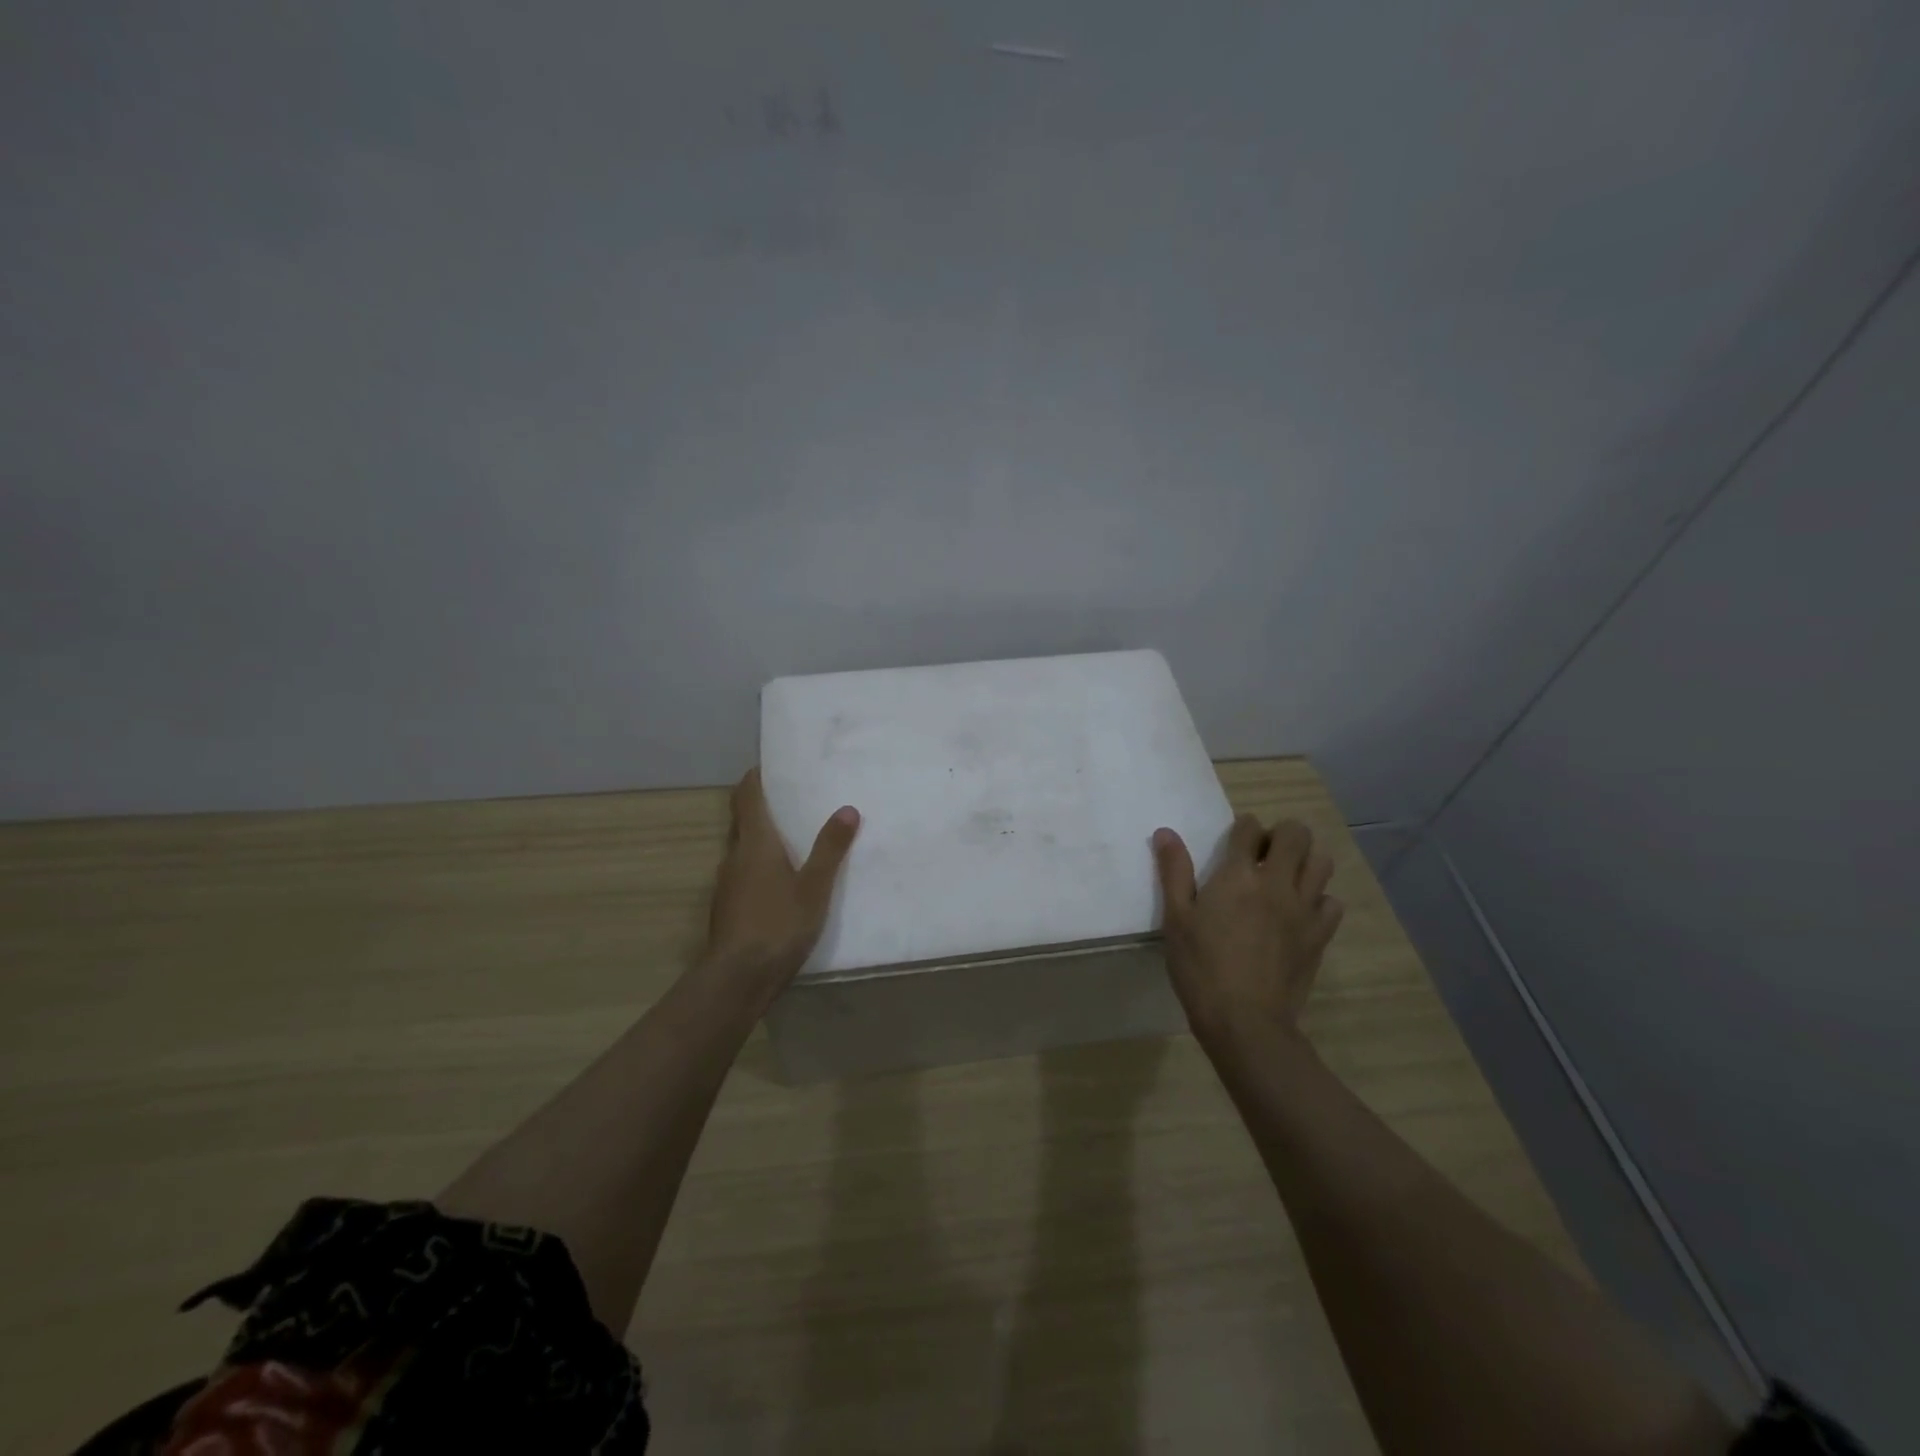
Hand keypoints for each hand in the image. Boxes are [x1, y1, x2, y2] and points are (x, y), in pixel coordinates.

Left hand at [703, 769, 859, 1002]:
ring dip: (763, 839)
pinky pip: (745, 873)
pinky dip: (760, 866)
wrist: (738, 978)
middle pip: (743, 820)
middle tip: (793, 800)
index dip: (755, 778)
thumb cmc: (778, 924)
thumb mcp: (815, 886)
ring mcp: (727, 883)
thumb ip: (830, 848)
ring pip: (743, 849)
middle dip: (763, 807)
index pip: (747, 797)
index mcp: (754, 843)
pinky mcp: (728, 907)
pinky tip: (782, 881)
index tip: (771, 767)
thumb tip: (847, 809)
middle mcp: (734, 856)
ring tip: (794, 838)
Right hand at [1152, 814, 1343, 1058]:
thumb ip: (1173, 871)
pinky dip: (1319, 899)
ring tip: (1285, 876)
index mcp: (1238, 875)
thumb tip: (1166, 832)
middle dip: (1281, 834)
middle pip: (1297, 835)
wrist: (1244, 1020)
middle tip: (1263, 854)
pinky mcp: (1320, 935)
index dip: (1243, 827)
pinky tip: (1300, 912)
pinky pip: (1332, 903)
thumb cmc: (1200, 966)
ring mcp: (1304, 909)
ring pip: (1322, 862)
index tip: (1236, 840)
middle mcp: (1277, 883)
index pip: (1250, 828)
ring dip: (1305, 860)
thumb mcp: (1175, 918)